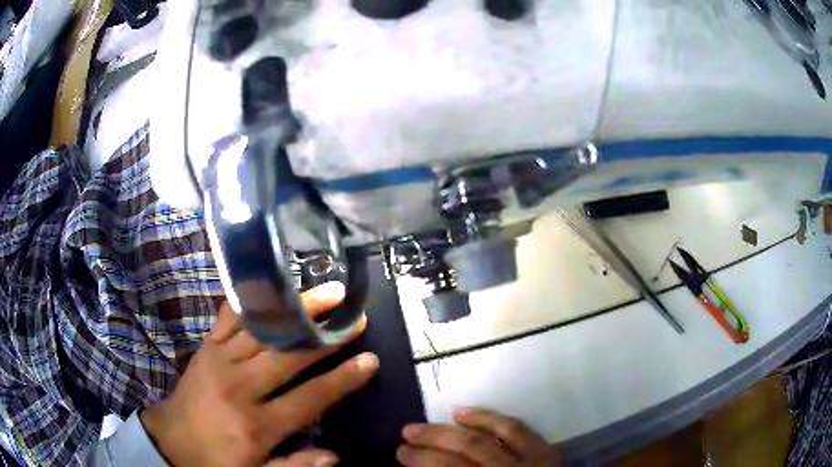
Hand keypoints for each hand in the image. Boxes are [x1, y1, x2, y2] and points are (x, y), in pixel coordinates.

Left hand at [140, 282, 377, 466]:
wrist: (171, 440)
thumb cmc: (217, 460)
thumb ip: (294, 466)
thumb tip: (333, 455)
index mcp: (256, 425)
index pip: (309, 398)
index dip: (342, 379)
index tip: (370, 360)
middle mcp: (240, 387)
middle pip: (289, 356)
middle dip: (325, 335)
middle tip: (354, 315)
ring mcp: (220, 360)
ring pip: (264, 329)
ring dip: (297, 309)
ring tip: (325, 293)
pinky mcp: (206, 347)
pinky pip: (230, 316)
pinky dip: (254, 300)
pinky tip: (274, 287)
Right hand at [398, 408, 559, 465]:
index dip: (424, 463)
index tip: (400, 456)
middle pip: (465, 453)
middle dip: (431, 444)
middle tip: (405, 436)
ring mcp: (530, 460)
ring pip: (484, 440)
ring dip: (450, 431)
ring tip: (423, 425)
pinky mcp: (544, 450)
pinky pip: (514, 428)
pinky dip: (487, 419)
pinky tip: (464, 413)